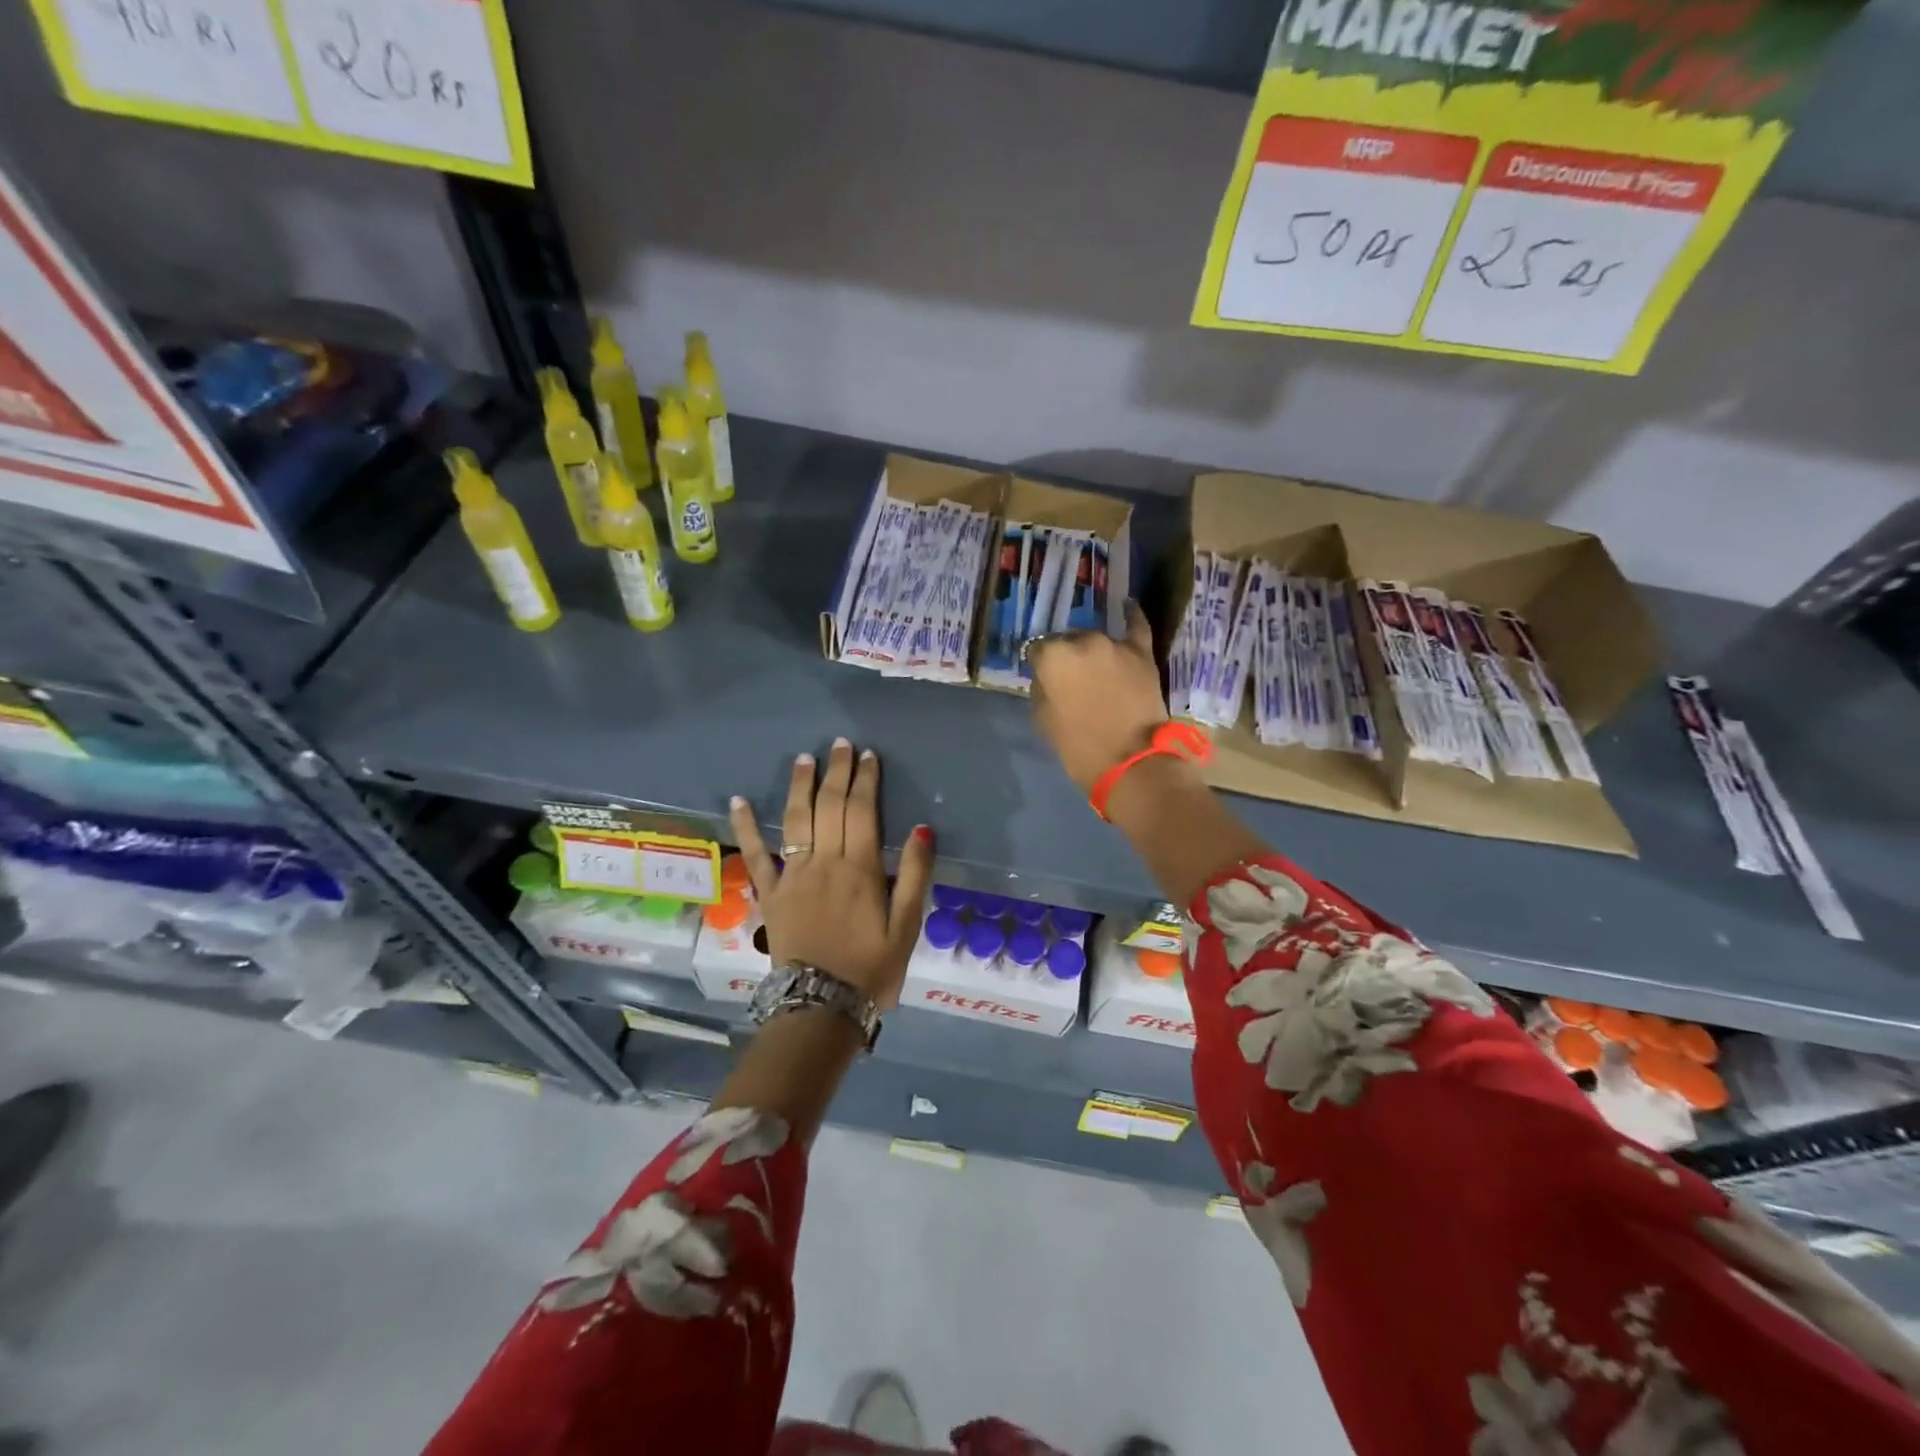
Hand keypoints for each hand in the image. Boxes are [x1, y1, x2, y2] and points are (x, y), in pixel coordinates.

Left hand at [729, 739, 934, 1008]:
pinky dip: (746, 826)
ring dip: (800, 786)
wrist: (822, 1005)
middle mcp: (825, 861)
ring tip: (804, 758)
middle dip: (836, 772)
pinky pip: (755, 854)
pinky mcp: (770, 893)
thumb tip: (921, 828)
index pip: (862, 810)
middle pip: (830, 806)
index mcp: (860, 868)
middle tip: (840, 745)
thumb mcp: (908, 926)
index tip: (867, 755)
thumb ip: (916, 875)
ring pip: (796, 819)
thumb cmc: (872, 966)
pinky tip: (739, 801)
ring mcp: (792, 875)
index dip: (864, 779)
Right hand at [1028, 603, 1170, 791]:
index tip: (1047, 680)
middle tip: (1074, 681)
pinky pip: (1136, 626)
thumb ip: (1042, 689)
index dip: (1042, 666)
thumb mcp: (1043, 720)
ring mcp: (1115, 644)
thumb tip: (1047, 677)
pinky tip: (1128, 606)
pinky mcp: (1142, 653)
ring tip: (1097, 669)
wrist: (1131, 763)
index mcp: (1053, 656)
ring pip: (1097, 640)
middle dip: (1068, 657)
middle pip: (1069, 641)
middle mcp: (1082, 640)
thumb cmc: (1079, 748)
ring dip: (1094, 651)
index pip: (1038, 650)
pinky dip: (1132, 617)